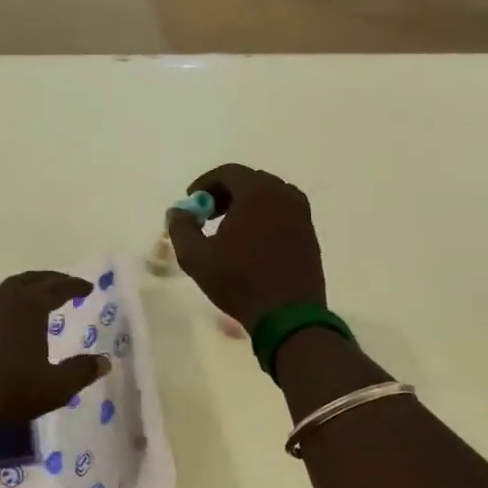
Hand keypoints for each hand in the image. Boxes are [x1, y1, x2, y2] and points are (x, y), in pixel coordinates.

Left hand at [0, 271, 110, 424]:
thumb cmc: (10, 388)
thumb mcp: (55, 387)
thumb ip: (80, 372)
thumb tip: (104, 362)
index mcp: (29, 305)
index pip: (57, 288)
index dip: (74, 286)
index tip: (87, 287)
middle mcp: (1, 299)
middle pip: (28, 280)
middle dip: (48, 280)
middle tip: (61, 283)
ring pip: (2, 290)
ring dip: (19, 290)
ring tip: (28, 299)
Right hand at [165, 164, 325, 330]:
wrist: (288, 315)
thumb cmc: (239, 281)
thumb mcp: (195, 257)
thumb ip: (181, 227)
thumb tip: (178, 212)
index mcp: (258, 193)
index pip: (228, 172)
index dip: (205, 183)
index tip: (192, 201)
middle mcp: (284, 195)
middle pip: (250, 181)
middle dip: (225, 193)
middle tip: (207, 214)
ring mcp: (301, 214)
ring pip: (268, 197)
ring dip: (245, 205)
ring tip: (227, 229)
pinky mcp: (309, 233)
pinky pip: (282, 212)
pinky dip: (263, 217)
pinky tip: (250, 243)